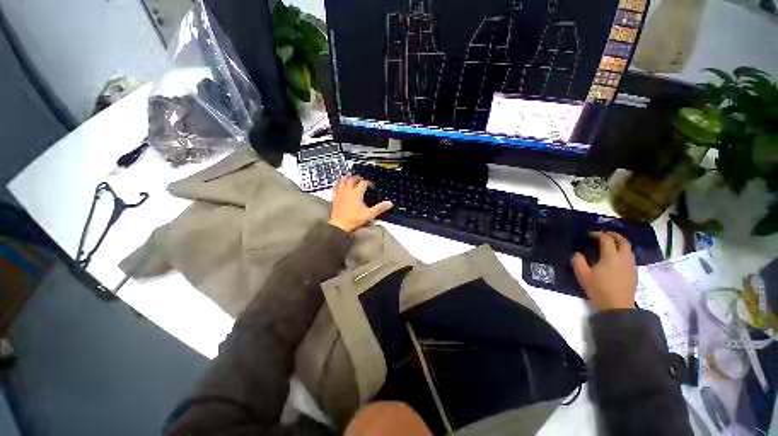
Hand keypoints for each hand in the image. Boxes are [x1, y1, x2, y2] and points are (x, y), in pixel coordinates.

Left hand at [328, 176, 392, 232]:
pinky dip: (338, 183)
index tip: (371, 185)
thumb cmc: (354, 219)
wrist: (340, 225)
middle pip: (352, 179)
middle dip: (357, 178)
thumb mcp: (369, 214)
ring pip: (343, 180)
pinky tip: (340, 184)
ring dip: (347, 178)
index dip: (368, 183)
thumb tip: (390, 203)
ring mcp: (340, 193)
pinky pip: (335, 186)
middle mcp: (348, 191)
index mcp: (356, 193)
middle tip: (361, 180)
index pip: (363, 183)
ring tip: (351, 179)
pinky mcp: (335, 197)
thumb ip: (379, 208)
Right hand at [571, 231, 636, 311]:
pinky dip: (623, 251)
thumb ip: (577, 261)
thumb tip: (577, 253)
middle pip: (622, 240)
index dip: (597, 234)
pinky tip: (615, 257)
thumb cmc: (599, 289)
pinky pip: (629, 256)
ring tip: (609, 244)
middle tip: (602, 234)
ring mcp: (631, 265)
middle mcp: (623, 257)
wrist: (618, 308)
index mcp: (611, 256)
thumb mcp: (582, 275)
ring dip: (619, 242)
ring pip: (628, 248)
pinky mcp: (633, 272)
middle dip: (613, 235)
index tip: (588, 235)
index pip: (606, 239)